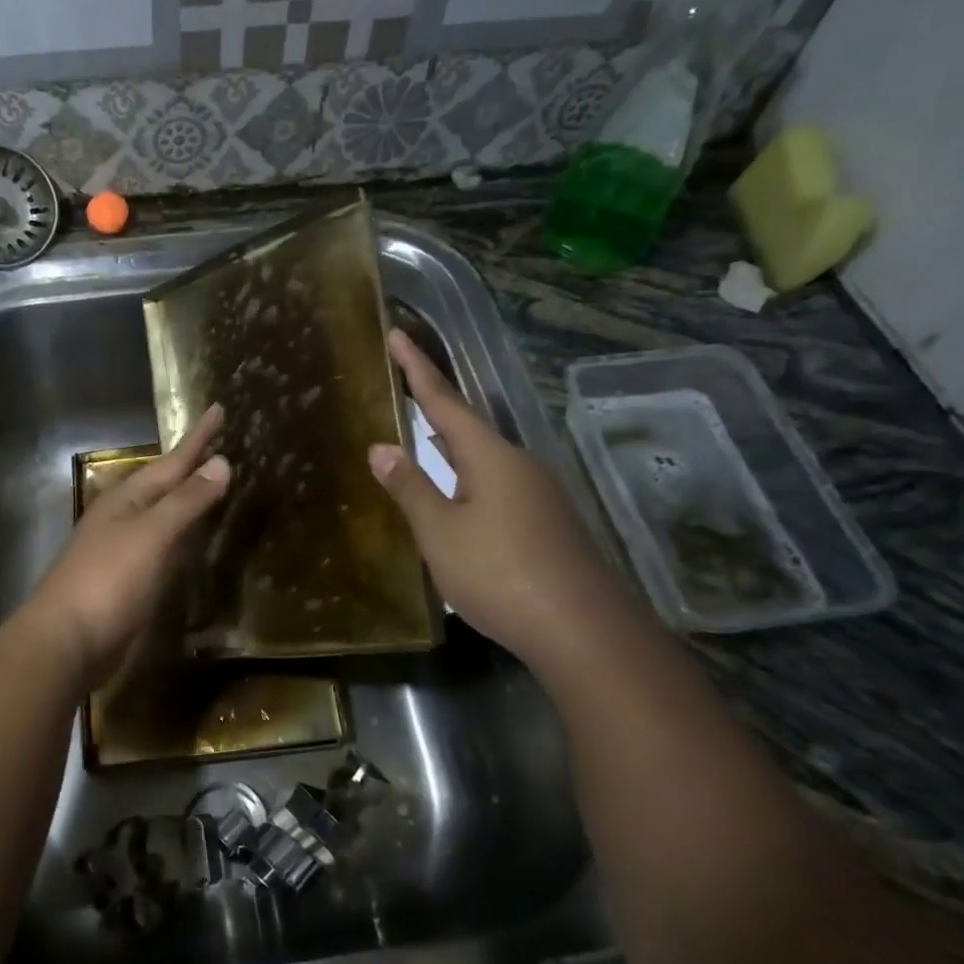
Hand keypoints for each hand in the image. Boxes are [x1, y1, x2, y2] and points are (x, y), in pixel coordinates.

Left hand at [28, 404, 230, 682]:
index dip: (198, 438)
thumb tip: (221, 462)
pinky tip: (191, 540)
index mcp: (127, 499)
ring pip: (163, 515)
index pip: (172, 461)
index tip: (219, 408)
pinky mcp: (128, 581)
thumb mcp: (152, 535)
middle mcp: (123, 518)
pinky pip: (163, 547)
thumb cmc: (109, 581)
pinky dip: (181, 537)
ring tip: (211, 483)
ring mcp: (123, 550)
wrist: (67, 642)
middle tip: (220, 444)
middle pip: (165, 484)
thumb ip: (186, 501)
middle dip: (191, 466)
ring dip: (186, 499)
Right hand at [368, 329, 630, 666]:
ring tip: (423, 438)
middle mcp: (519, 465)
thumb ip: (411, 488)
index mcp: (489, 457)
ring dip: (452, 446)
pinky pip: (498, 486)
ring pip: (485, 459)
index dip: (417, 368)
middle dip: (436, 406)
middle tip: (405, 387)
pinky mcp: (547, 523)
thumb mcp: (441, 533)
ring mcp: (539, 494)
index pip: (444, 401)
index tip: (397, 334)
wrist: (582, 629)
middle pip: (469, 426)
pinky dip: (469, 479)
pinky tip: (459, 497)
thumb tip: (381, 447)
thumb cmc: (500, 573)